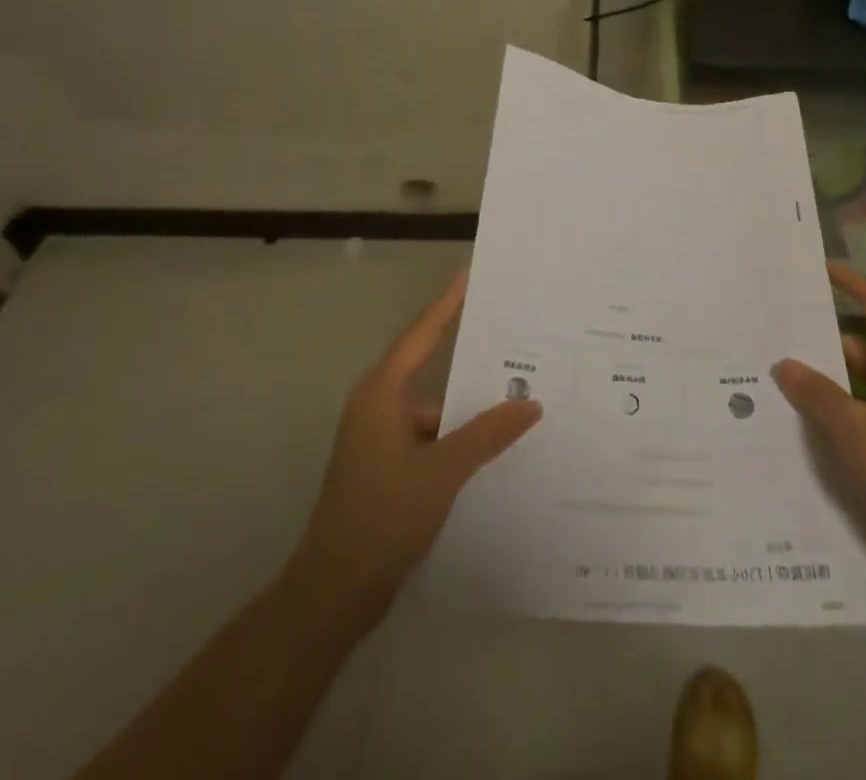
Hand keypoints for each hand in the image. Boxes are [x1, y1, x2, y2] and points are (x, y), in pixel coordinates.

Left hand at [297, 270, 541, 614]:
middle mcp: (378, 406)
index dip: (447, 303)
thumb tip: (531, 404)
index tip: (469, 274)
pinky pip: (429, 435)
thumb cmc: (382, 516)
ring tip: (516, 396)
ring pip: (433, 407)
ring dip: (467, 406)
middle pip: (428, 366)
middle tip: (512, 334)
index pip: (422, 334)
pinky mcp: (385, 466)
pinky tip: (492, 446)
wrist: (333, 592)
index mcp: (382, 393)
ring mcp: (379, 438)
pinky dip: (457, 436)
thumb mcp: (442, 472)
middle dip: (469, 353)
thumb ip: (487, 434)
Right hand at [773, 261, 865, 569]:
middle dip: (827, 339)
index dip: (853, 285)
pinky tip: (804, 420)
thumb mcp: (850, 426)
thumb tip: (785, 364)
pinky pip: (862, 411)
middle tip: (783, 332)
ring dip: (828, 379)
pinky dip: (837, 409)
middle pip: (865, 345)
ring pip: (861, 381)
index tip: (822, 269)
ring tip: (782, 376)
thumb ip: (816, 392)